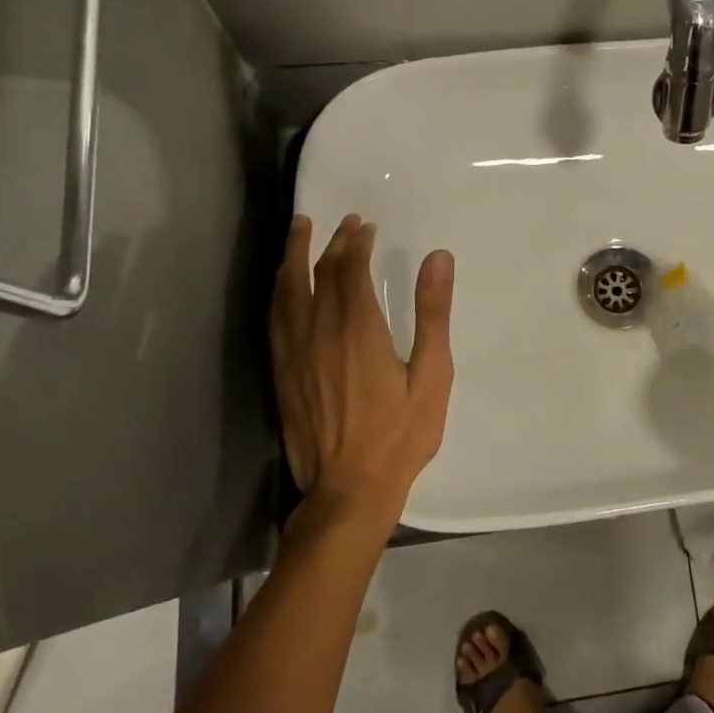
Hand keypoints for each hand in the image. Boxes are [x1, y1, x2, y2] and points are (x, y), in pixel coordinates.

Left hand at [271, 213, 455, 523]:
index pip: (350, 268)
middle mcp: (318, 331)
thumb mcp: (432, 375)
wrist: (348, 490)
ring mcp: (293, 352)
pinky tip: (283, 284)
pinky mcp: (281, 372)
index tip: (366, 225)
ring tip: (299, 230)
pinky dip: (279, 289)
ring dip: (293, 255)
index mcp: (358, 329)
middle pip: (318, 273)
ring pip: (287, 290)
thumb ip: (432, 314)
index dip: (356, 241)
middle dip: (331, 242)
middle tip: (343, 222)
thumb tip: (438, 259)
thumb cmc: (400, 435)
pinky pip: (274, 317)